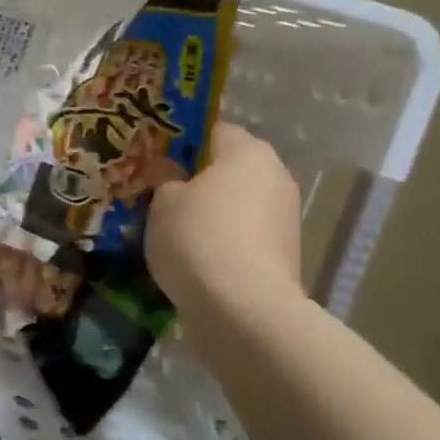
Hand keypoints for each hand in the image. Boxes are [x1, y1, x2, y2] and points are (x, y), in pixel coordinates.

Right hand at [145, 123, 302, 316]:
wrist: (243, 308)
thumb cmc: (198, 236)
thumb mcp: (162, 200)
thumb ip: (164, 177)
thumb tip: (168, 169)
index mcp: (248, 152)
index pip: (214, 130)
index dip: (182, 142)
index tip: (155, 161)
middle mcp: (275, 177)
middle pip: (229, 169)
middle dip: (197, 180)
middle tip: (158, 196)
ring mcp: (285, 218)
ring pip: (237, 205)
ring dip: (210, 214)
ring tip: (171, 232)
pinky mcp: (284, 255)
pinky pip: (243, 237)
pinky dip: (222, 242)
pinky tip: (193, 259)